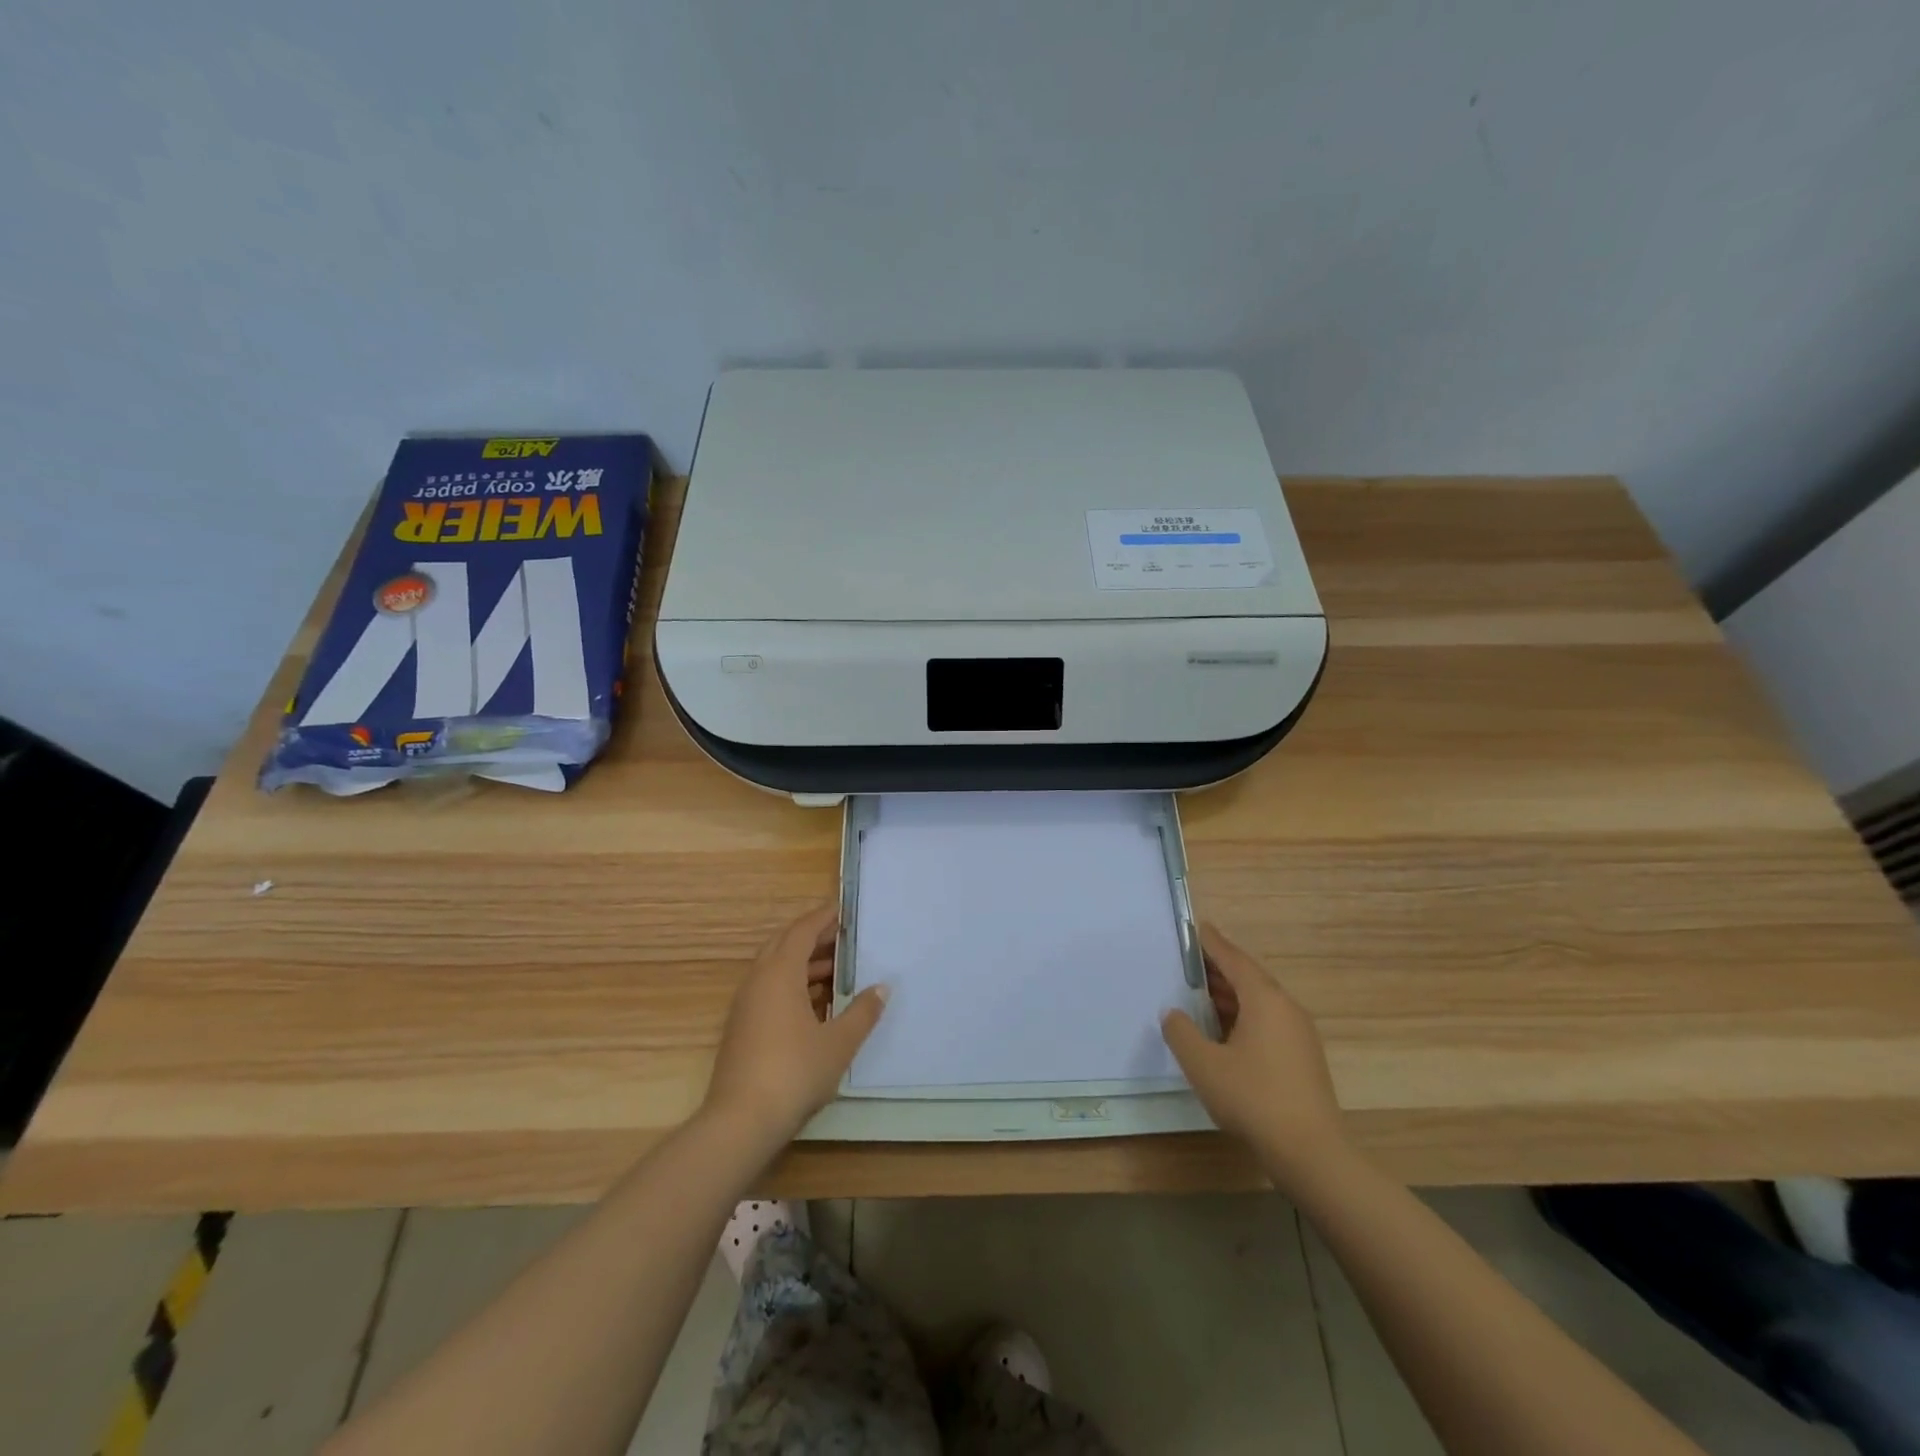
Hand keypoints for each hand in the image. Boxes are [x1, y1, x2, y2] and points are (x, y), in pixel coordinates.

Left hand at [703, 903, 887, 1144]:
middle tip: (842, 937)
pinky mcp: (741, 1027)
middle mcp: (758, 980)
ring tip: (835, 970)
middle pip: (784, 944)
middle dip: (812, 937)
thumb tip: (882, 988)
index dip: (823, 918)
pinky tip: (815, 1004)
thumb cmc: (794, 1072)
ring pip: (774, 968)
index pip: (802, 931)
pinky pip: (768, 989)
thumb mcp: (839, 1043)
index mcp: (780, 973)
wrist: (740, 1121)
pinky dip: (791, 984)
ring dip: (802, 963)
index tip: (843, 910)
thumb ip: (862, 1012)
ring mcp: (745, 1004)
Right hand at [1161, 923, 1348, 1191]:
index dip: (1212, 943)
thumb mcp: (1203, 1064)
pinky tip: (1222, 1033)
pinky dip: (1242, 1016)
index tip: (1195, 927)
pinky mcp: (1302, 1057)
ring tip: (1197, 997)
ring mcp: (1299, 1034)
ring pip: (1259, 1002)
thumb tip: (1173, 1013)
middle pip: (1248, 978)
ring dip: (1229, 996)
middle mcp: (1286, 1008)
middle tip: (1186, 964)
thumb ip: (1181, 1032)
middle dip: (1217, 969)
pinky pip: (1267, 1022)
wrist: (1311, 1153)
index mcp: (1264, 999)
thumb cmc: (1253, 1099)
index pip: (1234, 959)